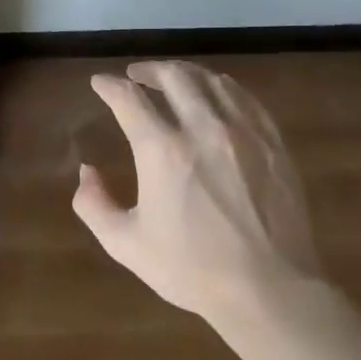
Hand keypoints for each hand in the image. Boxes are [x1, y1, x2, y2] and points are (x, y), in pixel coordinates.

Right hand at [73, 61, 325, 332]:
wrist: (269, 290)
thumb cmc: (191, 269)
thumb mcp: (125, 243)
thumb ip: (93, 204)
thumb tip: (87, 172)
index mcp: (162, 150)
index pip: (128, 99)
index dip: (108, 86)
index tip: (99, 83)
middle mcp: (203, 128)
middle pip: (174, 76)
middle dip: (149, 70)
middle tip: (136, 75)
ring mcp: (244, 133)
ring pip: (213, 81)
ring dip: (186, 74)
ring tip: (174, 80)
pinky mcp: (273, 144)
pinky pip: (246, 99)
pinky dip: (224, 88)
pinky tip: (217, 95)